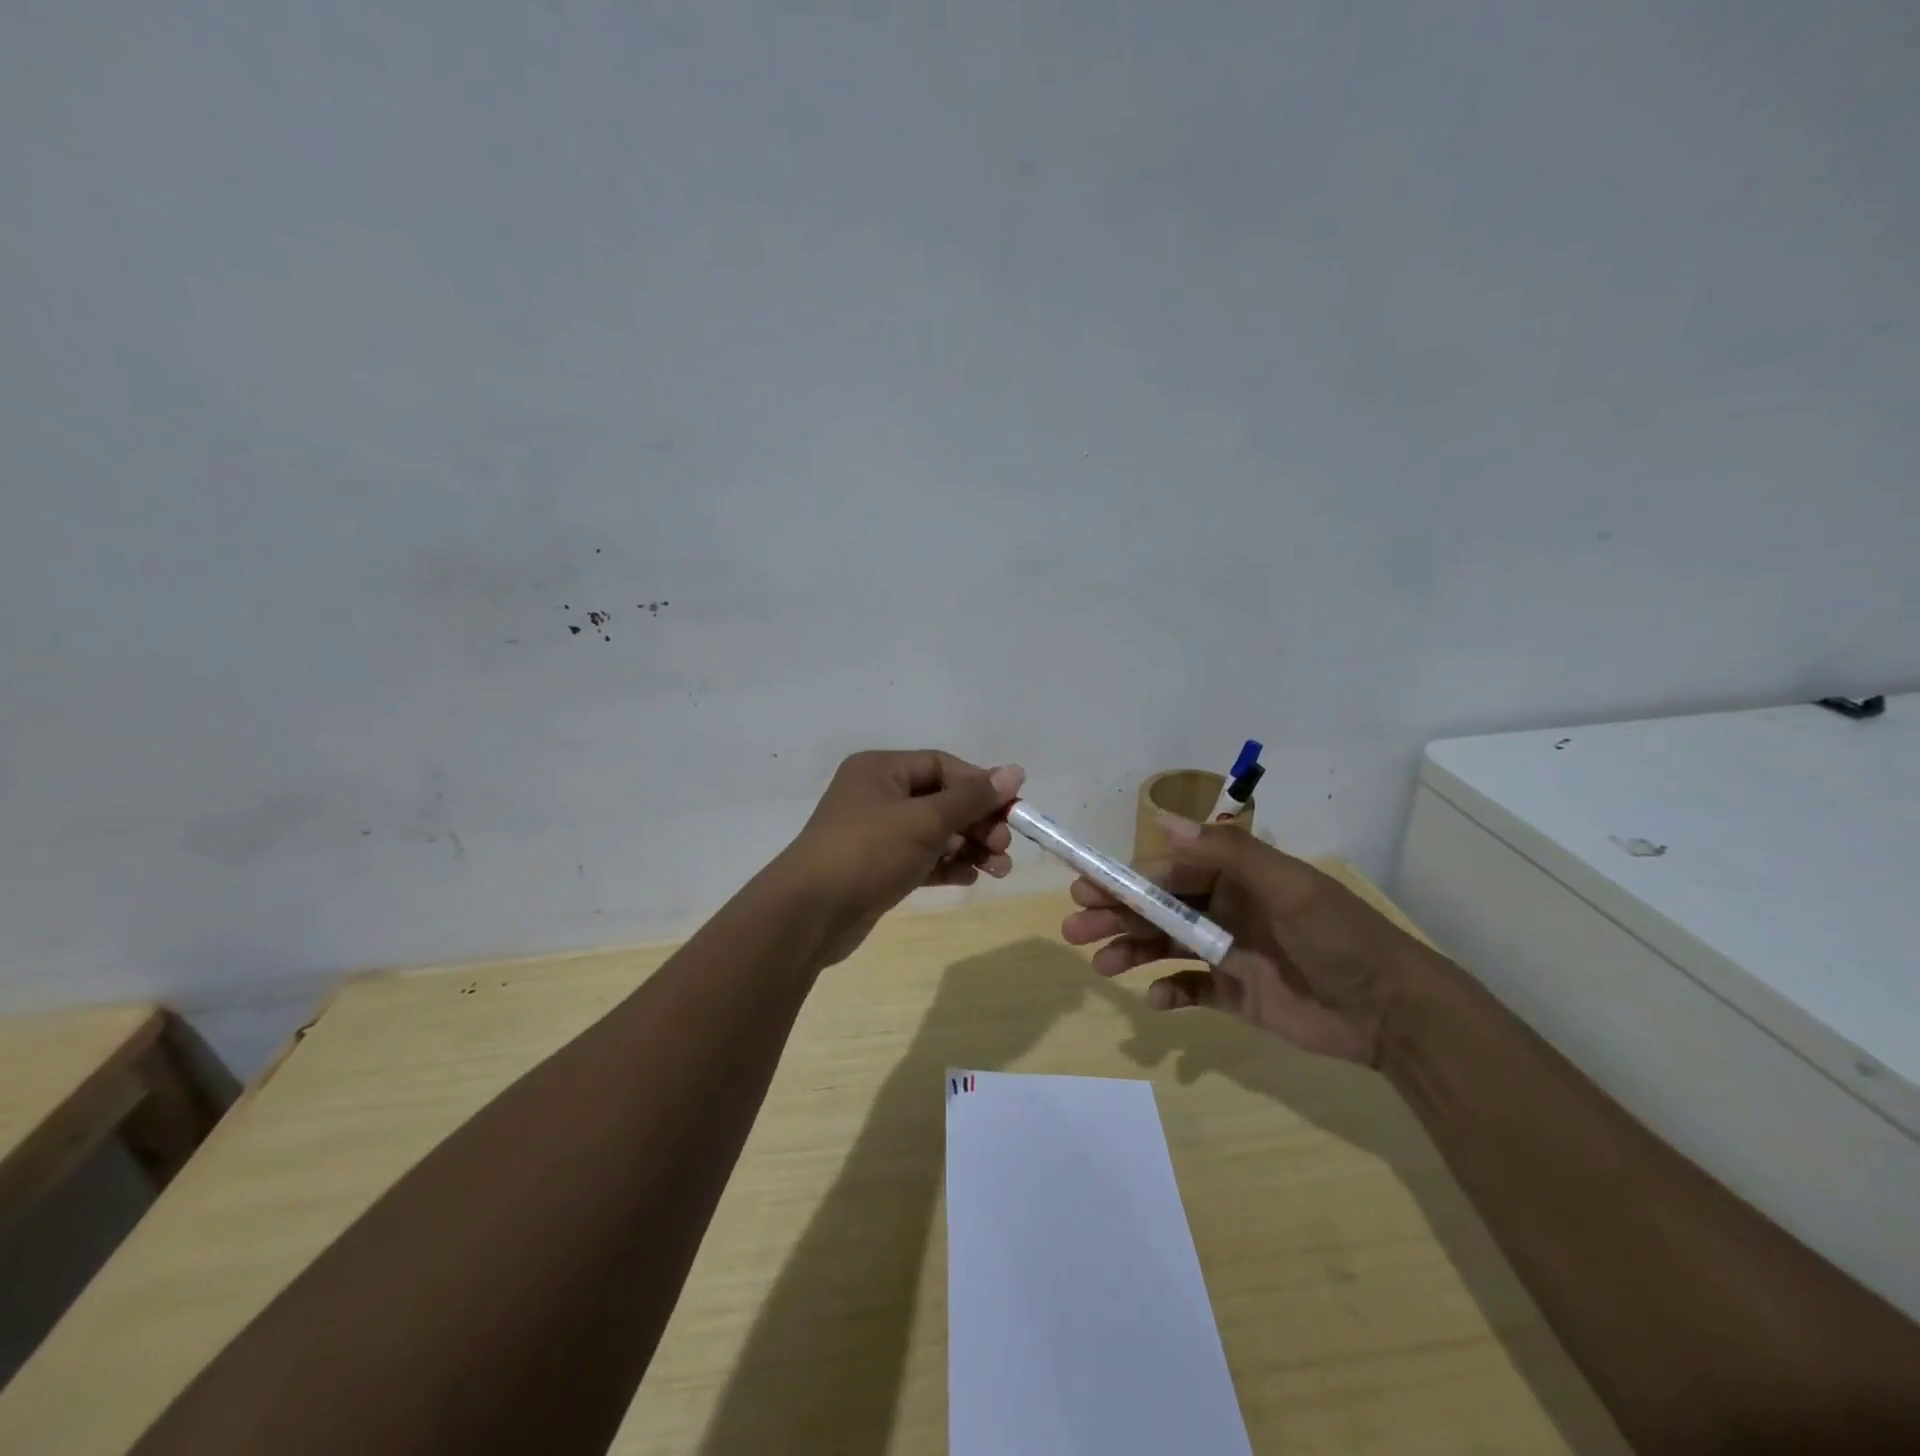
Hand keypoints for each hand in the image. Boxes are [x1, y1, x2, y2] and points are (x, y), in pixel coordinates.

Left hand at [775, 750, 1024, 965]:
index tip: (1012, 809)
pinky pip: (922, 859)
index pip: (942, 766)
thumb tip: (1016, 771)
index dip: (980, 785)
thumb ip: (972, 798)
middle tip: (1004, 846)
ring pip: (934, 833)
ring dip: (969, 847)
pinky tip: (971, 878)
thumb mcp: (925, 820)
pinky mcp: (877, 868)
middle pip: (941, 800)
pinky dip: (947, 866)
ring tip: (1000, 869)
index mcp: (881, 770)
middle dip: (977, 822)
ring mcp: (876, 834)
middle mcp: (877, 795)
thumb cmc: (867, 852)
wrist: (809, 914)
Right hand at [1059, 816, 1429, 1065]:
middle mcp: (1224, 910)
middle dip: (1115, 915)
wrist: (1391, 1011)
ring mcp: (1227, 953)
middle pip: (1157, 909)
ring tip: (1100, 964)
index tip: (1086, 887)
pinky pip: (1189, 989)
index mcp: (1234, 878)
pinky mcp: (1235, 994)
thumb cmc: (1338, 937)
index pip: (1167, 873)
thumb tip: (1165, 823)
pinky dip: (1168, 992)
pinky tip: (1155, 1000)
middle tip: (1074, 928)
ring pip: (1164, 947)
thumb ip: (1228, 853)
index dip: (1125, 880)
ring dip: (1130, 951)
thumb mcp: (1288, 886)